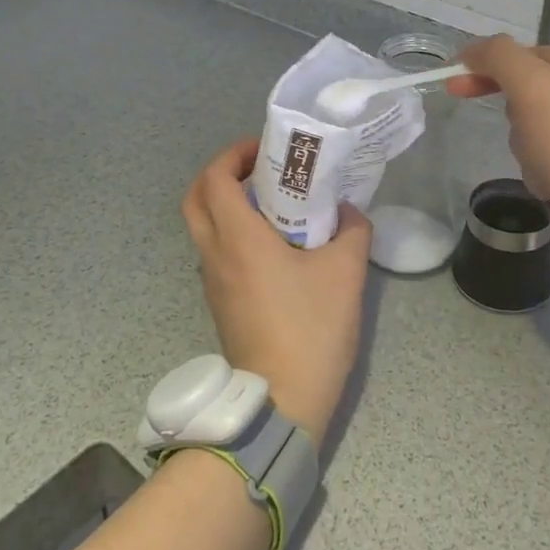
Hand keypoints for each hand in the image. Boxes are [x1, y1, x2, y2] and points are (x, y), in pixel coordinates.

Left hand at [181, 139, 371, 446]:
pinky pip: (217, 252)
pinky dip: (233, 232)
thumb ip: (352, 229)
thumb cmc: (311, 327)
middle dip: (221, 174)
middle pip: (196, 198)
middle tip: (259, 169)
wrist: (282, 399)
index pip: (214, 178)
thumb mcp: (346, 271)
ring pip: (204, 226)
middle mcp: (215, 253)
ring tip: (273, 201)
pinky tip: (274, 243)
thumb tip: (348, 211)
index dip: (234, 154)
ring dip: (227, 204)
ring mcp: (213, 280)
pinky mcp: (220, 302)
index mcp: (238, 238)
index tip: (265, 149)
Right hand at [449, 37, 549, 334]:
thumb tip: (473, 49)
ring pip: (539, 128)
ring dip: (529, 149)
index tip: (455, 86)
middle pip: (535, 93)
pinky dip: (545, 171)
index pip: (534, 54)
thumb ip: (499, 57)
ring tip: (547, 169)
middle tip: (530, 137)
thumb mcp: (534, 88)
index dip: (492, 69)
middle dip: (520, 120)